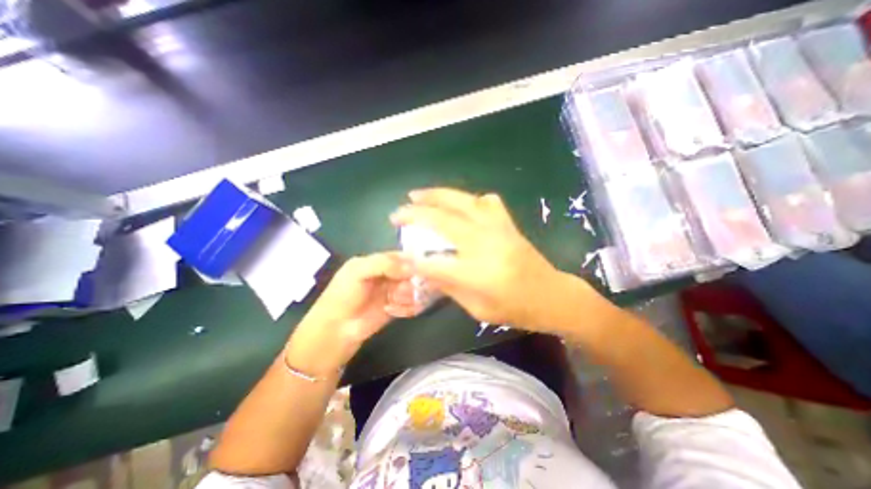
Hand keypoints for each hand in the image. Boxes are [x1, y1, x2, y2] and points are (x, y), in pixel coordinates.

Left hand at [286, 252, 417, 374]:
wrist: (335, 331)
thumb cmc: (343, 296)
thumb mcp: (358, 271)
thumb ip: (384, 264)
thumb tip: (412, 268)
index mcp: (376, 262)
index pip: (400, 255)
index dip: (411, 259)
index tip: (421, 267)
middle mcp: (386, 275)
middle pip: (409, 272)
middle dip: (411, 279)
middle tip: (403, 287)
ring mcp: (392, 292)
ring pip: (412, 287)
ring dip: (409, 294)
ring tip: (395, 301)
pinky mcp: (396, 308)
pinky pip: (411, 303)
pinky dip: (409, 306)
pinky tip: (396, 310)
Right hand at [387, 188, 565, 329]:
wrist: (552, 295)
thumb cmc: (515, 309)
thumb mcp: (478, 309)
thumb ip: (450, 286)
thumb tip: (426, 269)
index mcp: (478, 273)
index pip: (435, 263)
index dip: (412, 258)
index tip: (396, 254)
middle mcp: (486, 244)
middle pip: (444, 221)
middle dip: (416, 214)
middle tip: (397, 213)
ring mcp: (499, 228)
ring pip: (462, 202)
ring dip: (436, 195)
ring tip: (416, 194)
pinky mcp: (507, 222)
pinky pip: (486, 201)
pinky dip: (468, 199)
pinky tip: (459, 202)